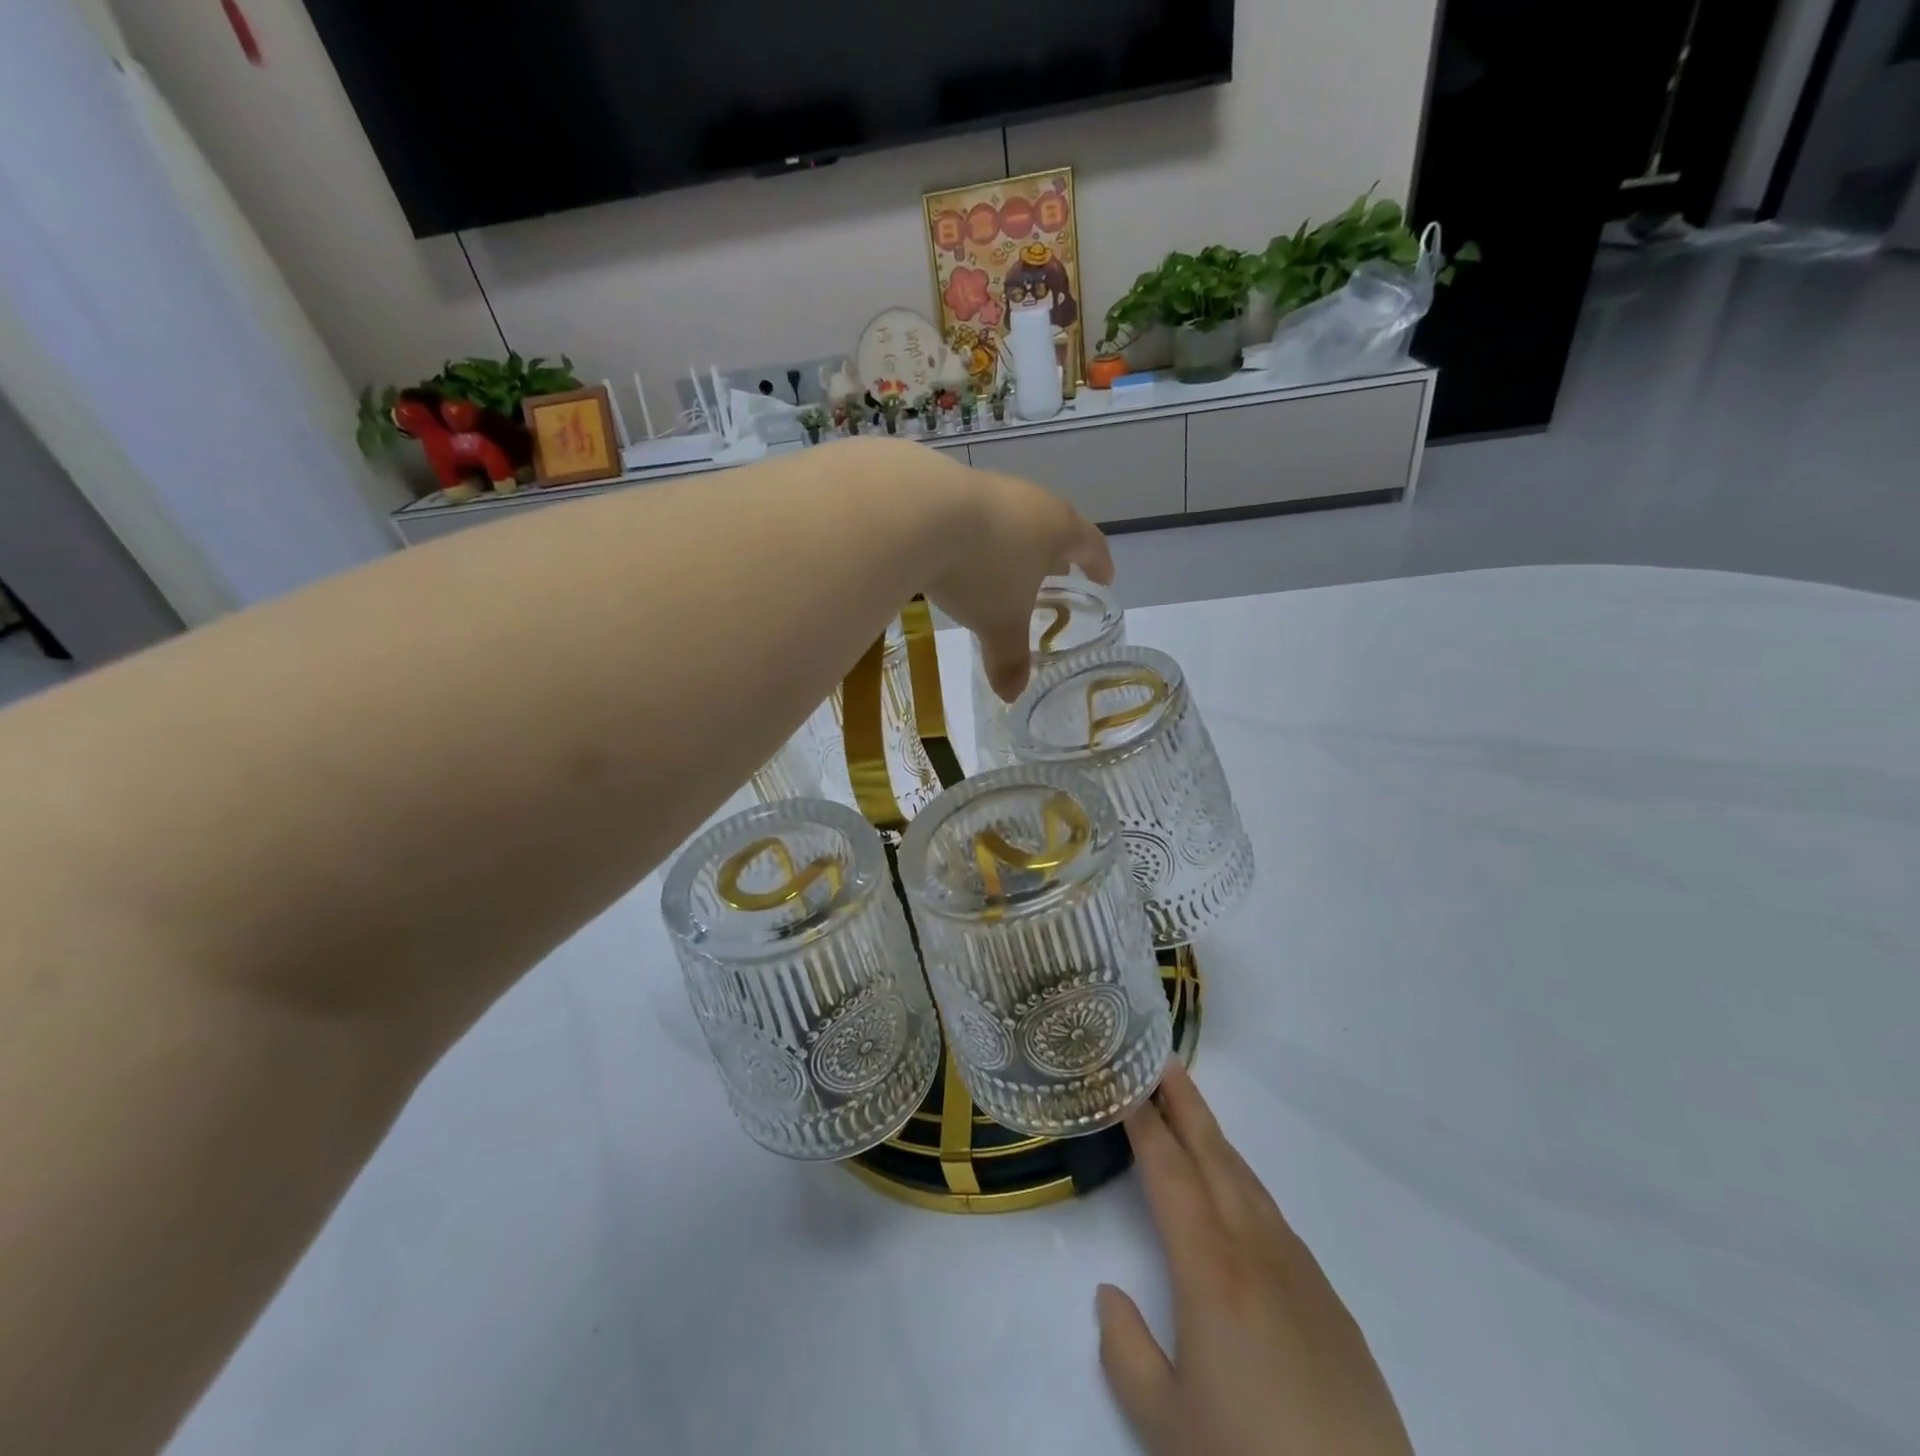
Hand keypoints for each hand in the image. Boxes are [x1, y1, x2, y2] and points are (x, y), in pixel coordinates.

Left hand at [921, 457, 1112, 701]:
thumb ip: (1009, 659)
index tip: (1104, 578)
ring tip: (1004, 564)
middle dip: (1055, 552)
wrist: (916, 511)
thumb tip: (1011, 696)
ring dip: (1013, 541)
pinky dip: (974, 534)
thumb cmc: (980, 569)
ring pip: (1011, 516)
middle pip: (1053, 524)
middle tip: (1055, 572)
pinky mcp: (947, 484)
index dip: (1099, 564)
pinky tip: (957, 550)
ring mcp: (988, 487)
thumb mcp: (999, 623)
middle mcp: (1029, 499)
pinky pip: (972, 513)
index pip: (1091, 544)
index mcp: (1057, 528)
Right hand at [1099, 1062, 1413, 1455]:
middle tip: (1162, 1060)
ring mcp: (1300, 1271)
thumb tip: (1109, 1295)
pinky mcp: (1329, 1300)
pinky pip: (1274, 1217)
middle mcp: (1256, 1251)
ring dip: (1214, 1139)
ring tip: (1190, 1113)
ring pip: (1248, 1182)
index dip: (1145, 1126)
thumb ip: (1126, 1351)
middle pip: (1214, 1157)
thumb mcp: (1166, 1424)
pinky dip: (1244, 1183)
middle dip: (1185, 1104)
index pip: (1170, 1174)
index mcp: (1211, 1270)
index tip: (1126, 1086)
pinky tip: (1236, 1196)